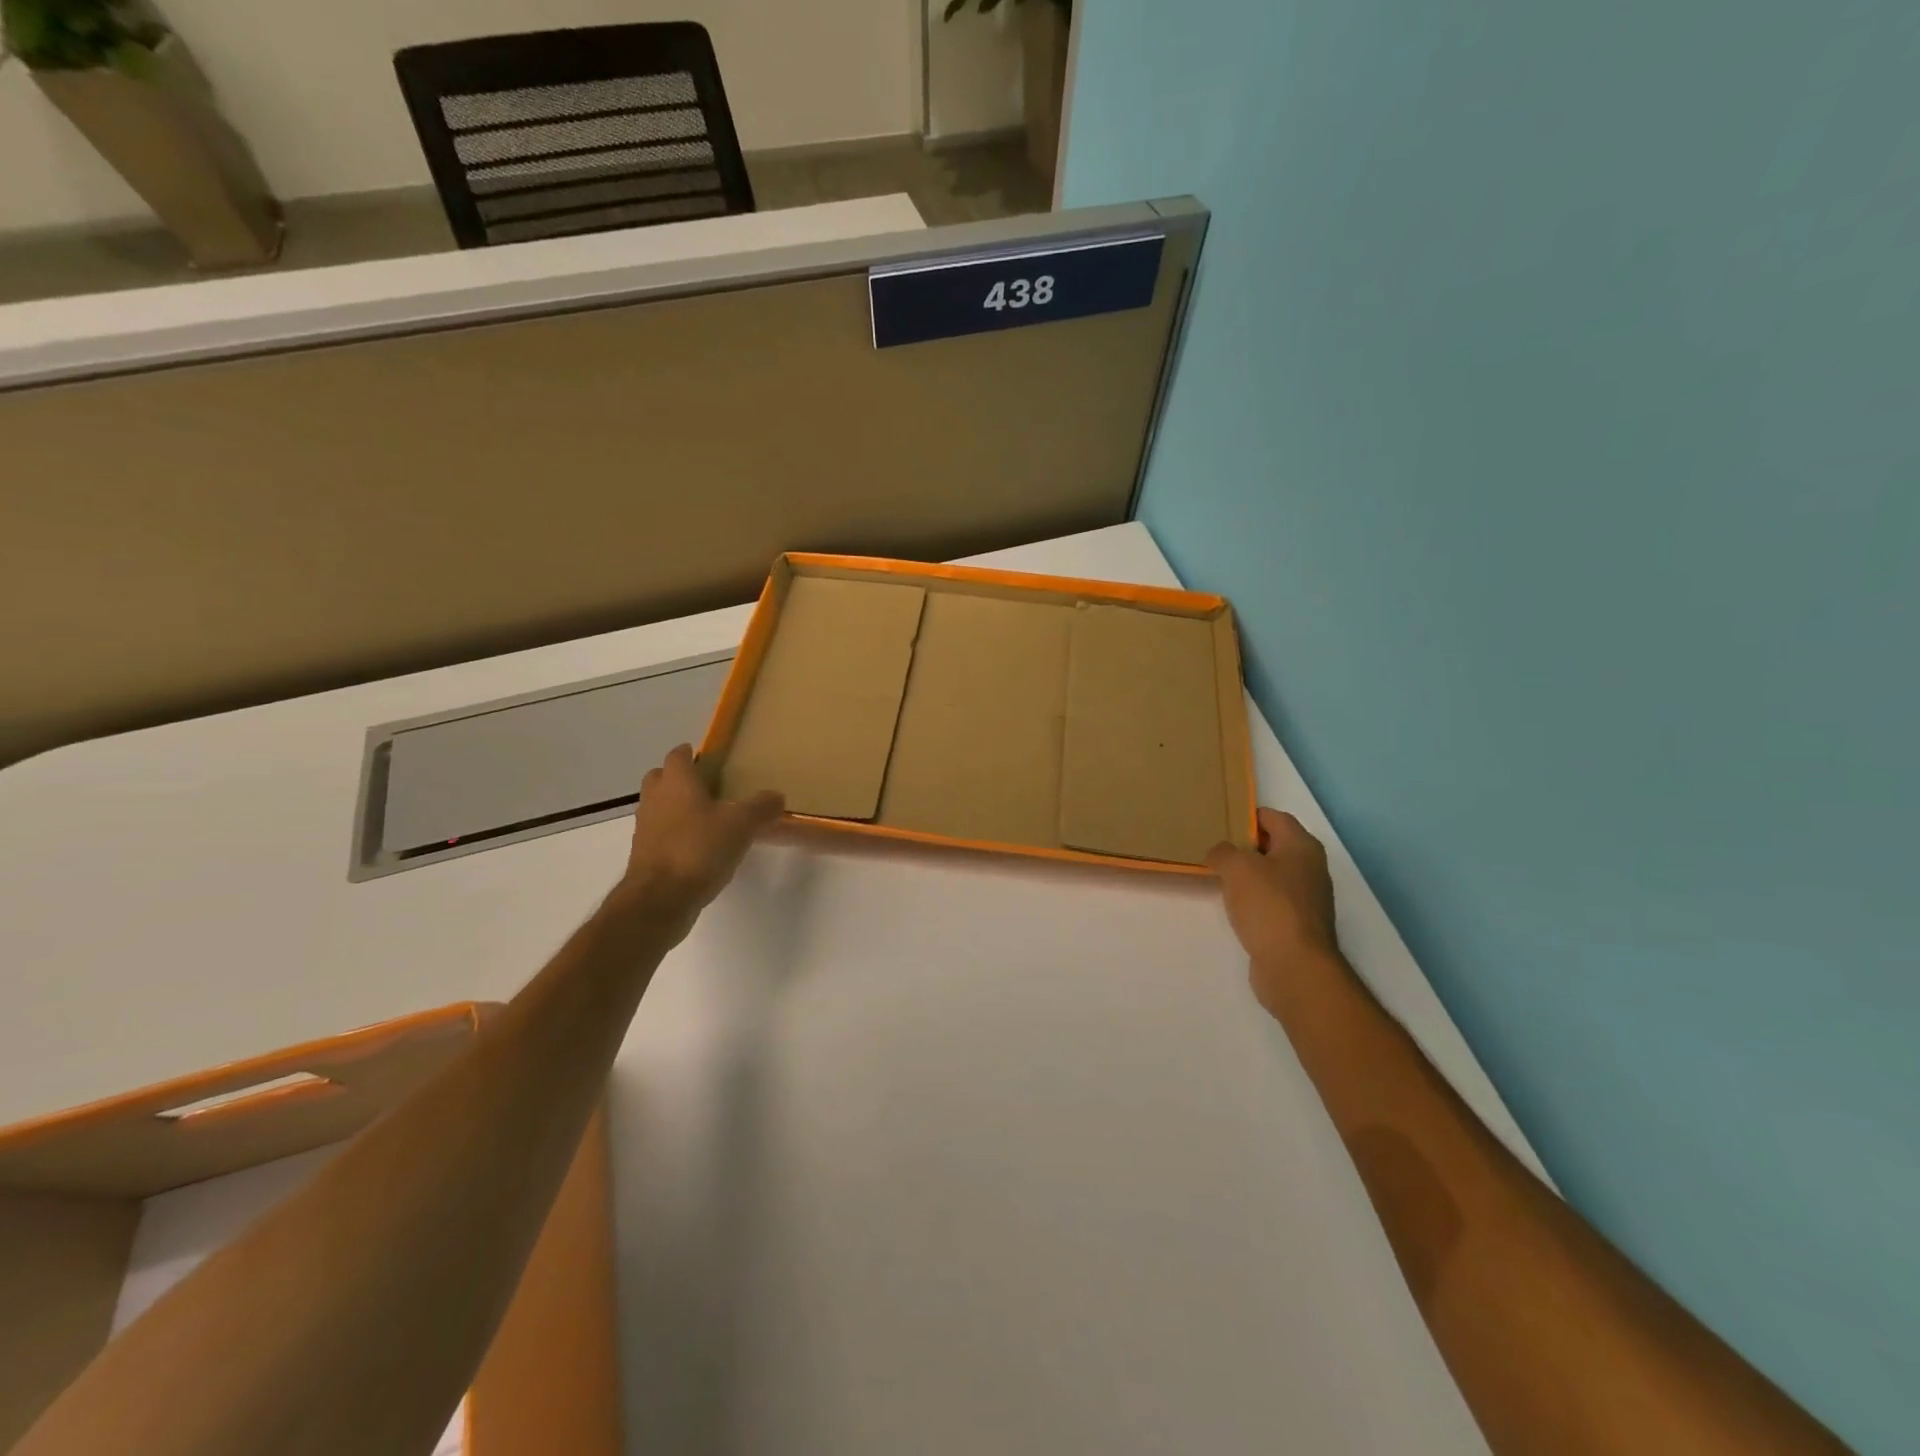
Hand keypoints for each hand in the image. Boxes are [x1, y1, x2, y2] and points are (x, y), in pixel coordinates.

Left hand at [614, 745, 783, 918]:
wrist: (660, 899)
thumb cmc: (699, 849)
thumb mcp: (741, 825)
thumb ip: (761, 807)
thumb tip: (776, 796)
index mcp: (676, 782)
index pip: (678, 755)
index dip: (692, 753)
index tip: (710, 759)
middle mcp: (655, 798)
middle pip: (661, 778)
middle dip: (679, 778)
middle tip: (708, 787)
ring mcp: (645, 827)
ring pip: (658, 806)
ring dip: (676, 807)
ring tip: (707, 818)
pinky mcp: (644, 854)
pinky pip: (659, 833)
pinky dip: (674, 834)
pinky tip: (698, 847)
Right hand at [1207, 808, 1342, 1016]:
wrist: (1295, 966)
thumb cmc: (1269, 906)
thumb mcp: (1236, 868)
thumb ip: (1223, 852)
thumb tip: (1220, 854)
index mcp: (1302, 847)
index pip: (1274, 817)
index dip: (1248, 815)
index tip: (1220, 820)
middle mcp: (1310, 868)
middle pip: (1274, 846)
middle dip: (1245, 845)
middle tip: (1213, 847)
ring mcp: (1307, 899)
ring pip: (1272, 875)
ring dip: (1248, 874)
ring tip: (1218, 875)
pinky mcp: (1298, 924)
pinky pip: (1271, 900)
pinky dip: (1253, 899)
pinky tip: (1233, 906)